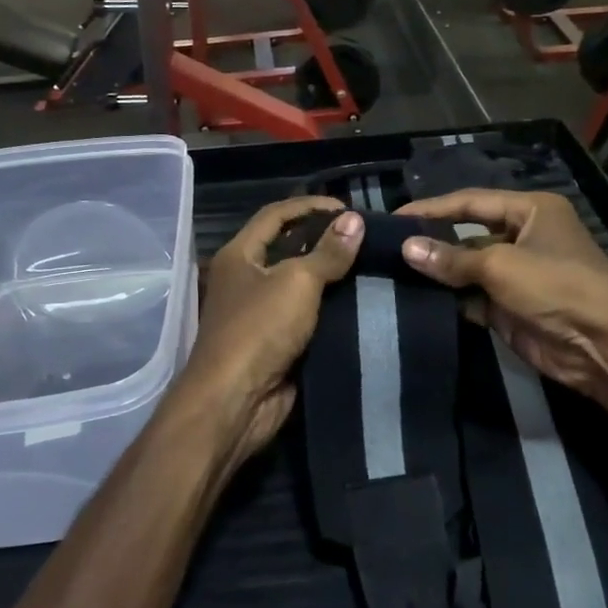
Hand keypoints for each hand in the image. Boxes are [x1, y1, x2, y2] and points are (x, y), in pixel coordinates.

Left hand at [179, 197, 363, 462]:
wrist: (235, 401)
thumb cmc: (258, 330)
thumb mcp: (296, 282)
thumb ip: (327, 252)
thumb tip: (355, 220)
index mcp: (239, 256)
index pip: (275, 215)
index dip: (309, 206)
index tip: (348, 207)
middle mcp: (247, 280)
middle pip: (288, 248)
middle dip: (324, 240)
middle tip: (366, 236)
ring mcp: (261, 313)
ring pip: (302, 285)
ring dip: (332, 276)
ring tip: (372, 264)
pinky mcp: (278, 343)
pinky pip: (309, 317)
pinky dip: (333, 309)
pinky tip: (363, 301)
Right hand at [398, 189, 607, 401]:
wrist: (604, 346)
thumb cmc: (557, 285)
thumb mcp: (501, 265)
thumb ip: (452, 258)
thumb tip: (406, 248)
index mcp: (530, 211)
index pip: (471, 202)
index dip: (432, 208)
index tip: (394, 217)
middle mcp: (523, 238)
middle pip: (467, 236)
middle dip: (433, 243)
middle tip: (388, 249)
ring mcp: (516, 276)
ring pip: (467, 270)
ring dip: (438, 275)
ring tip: (393, 275)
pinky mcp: (510, 309)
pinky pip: (472, 299)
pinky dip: (450, 300)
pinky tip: (417, 300)